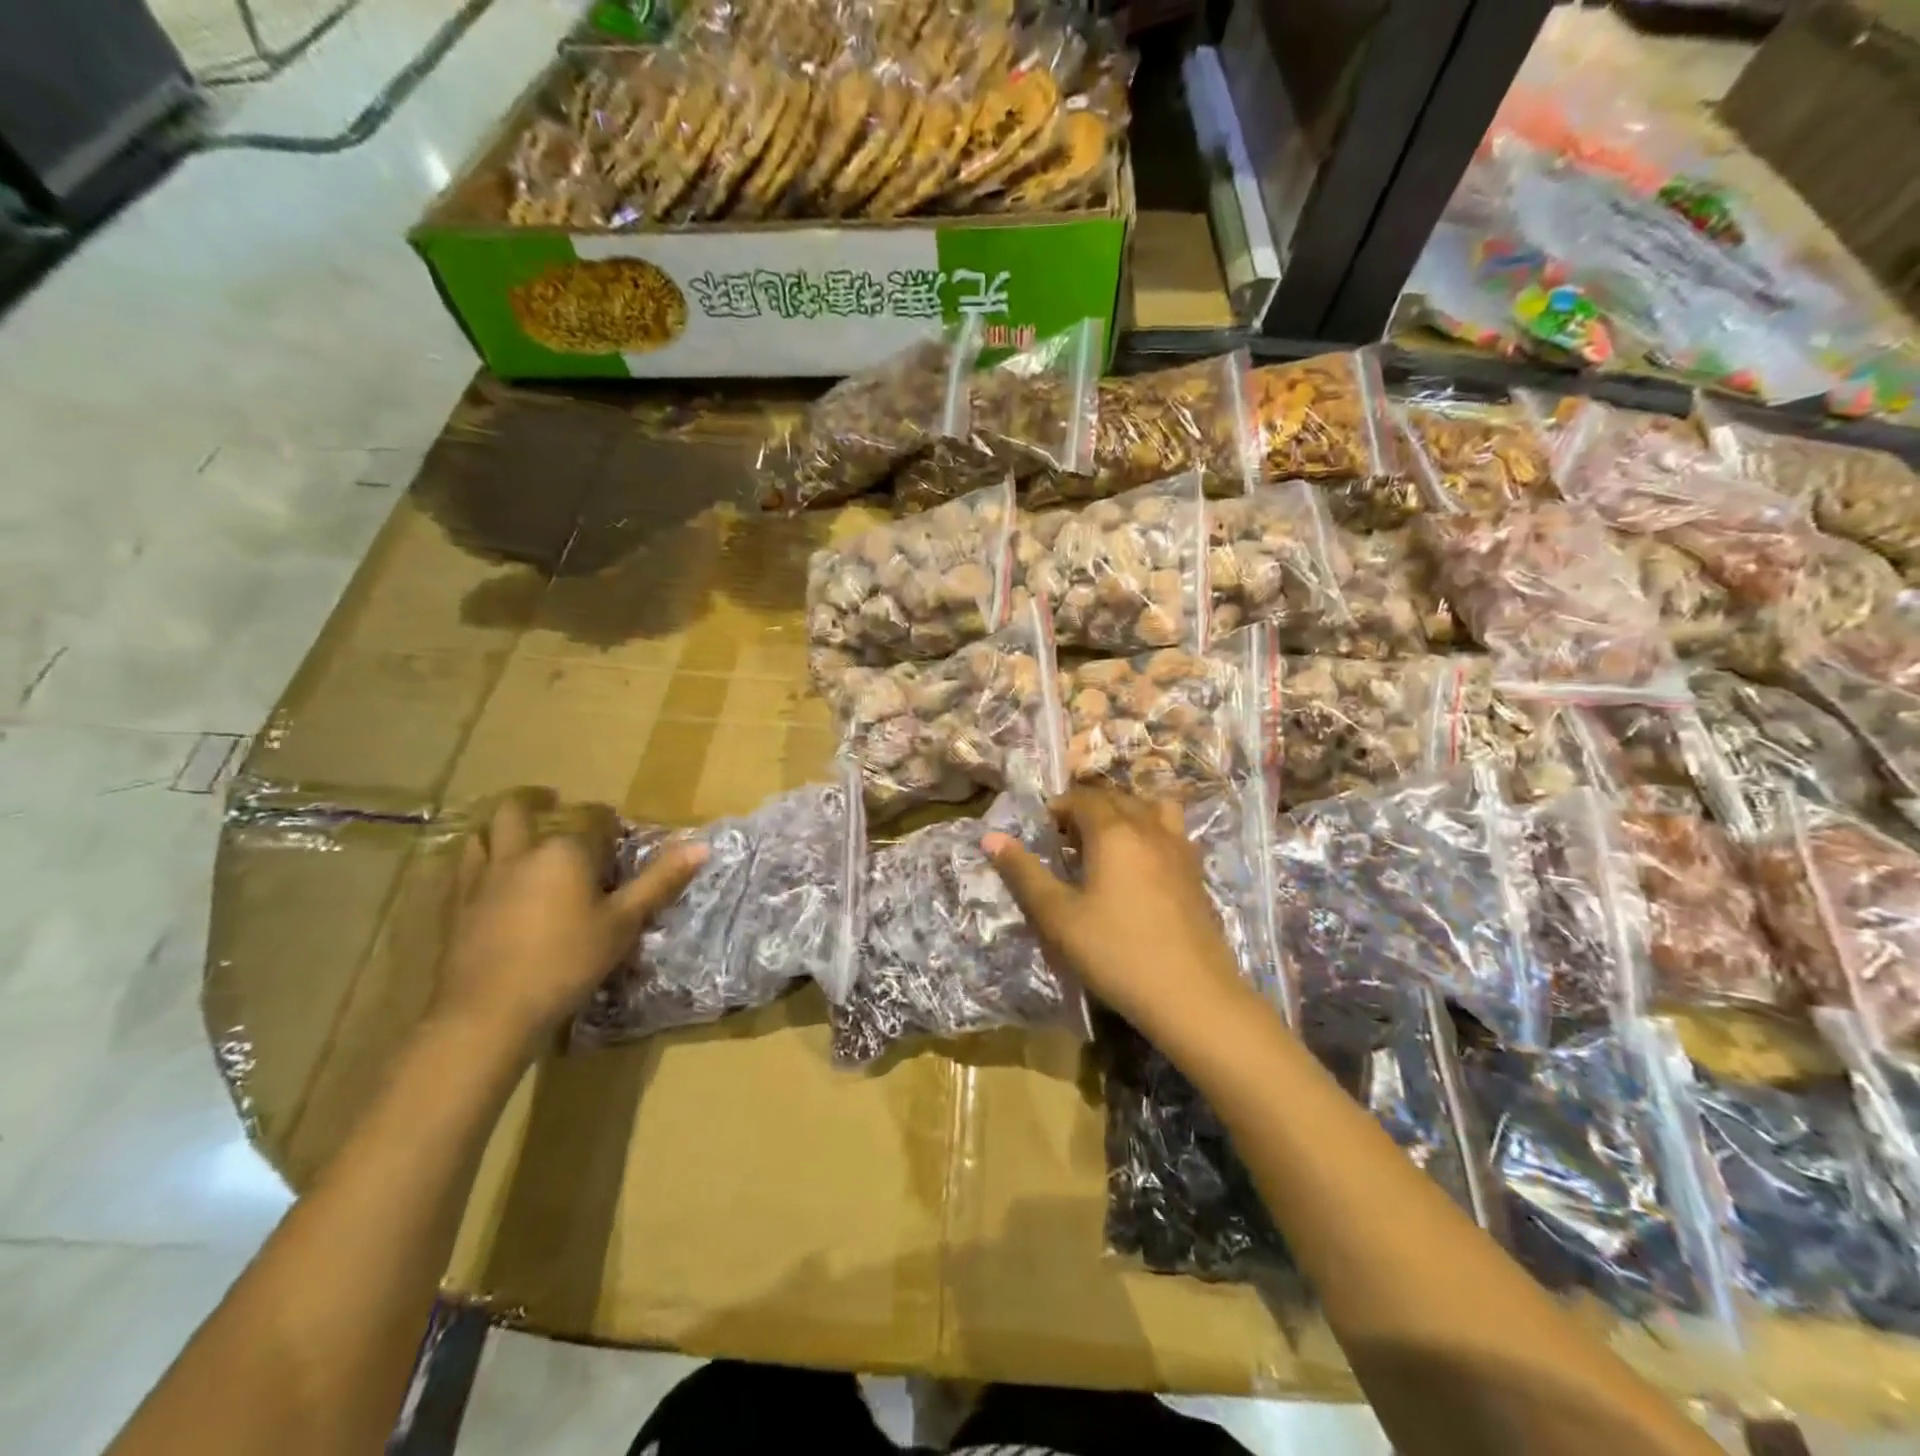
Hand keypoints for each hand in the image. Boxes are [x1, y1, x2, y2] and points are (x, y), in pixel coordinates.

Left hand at [432, 791, 706, 1058]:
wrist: (489, 1012)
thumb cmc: (567, 962)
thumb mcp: (624, 923)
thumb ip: (660, 881)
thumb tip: (701, 845)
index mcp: (566, 850)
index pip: (593, 817)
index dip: (609, 822)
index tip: (618, 837)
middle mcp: (521, 852)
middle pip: (519, 809)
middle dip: (536, 800)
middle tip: (551, 802)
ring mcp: (482, 877)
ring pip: (483, 834)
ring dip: (500, 828)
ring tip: (516, 836)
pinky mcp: (455, 906)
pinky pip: (463, 867)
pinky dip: (478, 860)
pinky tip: (489, 878)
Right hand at [983, 787, 1251, 1041]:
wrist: (1192, 995)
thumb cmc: (1116, 952)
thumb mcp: (1058, 917)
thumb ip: (1024, 873)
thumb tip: (991, 837)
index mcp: (1113, 831)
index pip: (1083, 798)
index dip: (1059, 808)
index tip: (1044, 833)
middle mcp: (1149, 828)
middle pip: (1116, 798)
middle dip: (1088, 809)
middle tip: (1067, 842)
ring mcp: (1179, 848)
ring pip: (1151, 807)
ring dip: (1125, 813)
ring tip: (1109, 844)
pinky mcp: (1197, 872)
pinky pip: (1172, 831)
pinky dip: (1151, 831)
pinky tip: (1141, 867)